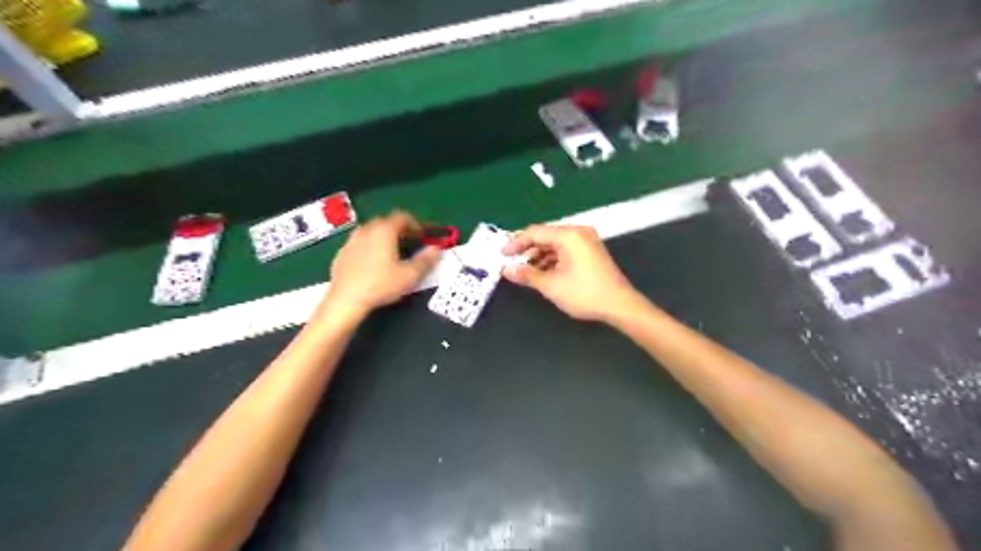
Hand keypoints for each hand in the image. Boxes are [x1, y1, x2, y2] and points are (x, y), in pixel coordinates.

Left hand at [322, 210, 440, 319]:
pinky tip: (373, 265)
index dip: (416, 224)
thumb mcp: (410, 275)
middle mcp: (367, 230)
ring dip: (384, 238)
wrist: (345, 300)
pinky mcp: (342, 254)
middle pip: (386, 222)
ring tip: (392, 253)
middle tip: (410, 244)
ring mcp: (351, 241)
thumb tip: (437, 249)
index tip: (423, 237)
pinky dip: (370, 247)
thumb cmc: (381, 285)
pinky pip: (360, 244)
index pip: (402, 217)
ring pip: (371, 232)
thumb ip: (426, 260)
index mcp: (384, 231)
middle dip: (400, 230)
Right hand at [501, 224, 640, 322]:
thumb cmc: (584, 293)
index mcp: (568, 235)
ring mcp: (586, 241)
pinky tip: (543, 273)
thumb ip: (527, 275)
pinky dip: (552, 259)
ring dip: (539, 256)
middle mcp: (578, 233)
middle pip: (545, 236)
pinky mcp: (590, 252)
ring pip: (555, 244)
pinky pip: (565, 250)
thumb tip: (507, 270)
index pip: (535, 232)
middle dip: (527, 250)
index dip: (516, 243)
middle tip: (512, 263)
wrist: (619, 305)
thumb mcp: (551, 285)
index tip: (502, 255)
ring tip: (525, 272)